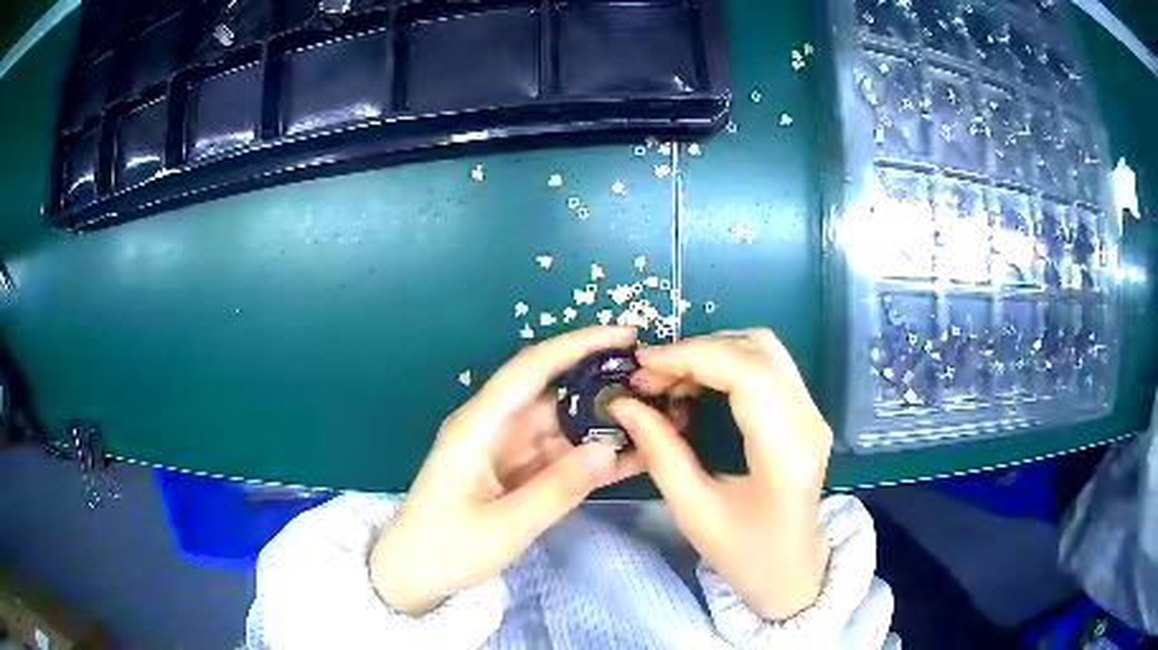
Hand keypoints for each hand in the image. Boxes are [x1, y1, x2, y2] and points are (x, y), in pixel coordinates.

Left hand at [370, 327, 642, 615]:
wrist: (414, 575)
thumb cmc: (446, 548)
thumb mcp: (504, 526)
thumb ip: (557, 489)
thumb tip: (611, 448)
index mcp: (478, 425)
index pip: (532, 369)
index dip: (578, 345)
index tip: (625, 335)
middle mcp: (494, 428)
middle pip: (553, 395)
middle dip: (602, 386)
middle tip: (655, 387)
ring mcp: (506, 452)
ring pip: (561, 427)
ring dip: (601, 425)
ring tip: (655, 421)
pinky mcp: (515, 474)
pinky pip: (557, 457)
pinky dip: (589, 457)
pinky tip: (629, 457)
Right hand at [610, 329, 832, 619]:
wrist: (792, 571)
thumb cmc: (744, 553)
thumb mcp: (693, 510)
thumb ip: (660, 453)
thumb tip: (623, 405)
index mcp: (785, 451)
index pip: (746, 372)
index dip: (691, 356)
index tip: (643, 364)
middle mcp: (809, 421)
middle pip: (757, 349)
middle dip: (697, 351)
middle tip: (651, 376)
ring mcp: (813, 413)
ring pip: (764, 349)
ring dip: (713, 352)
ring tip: (670, 379)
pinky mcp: (807, 413)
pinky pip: (768, 366)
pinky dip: (728, 363)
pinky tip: (698, 385)